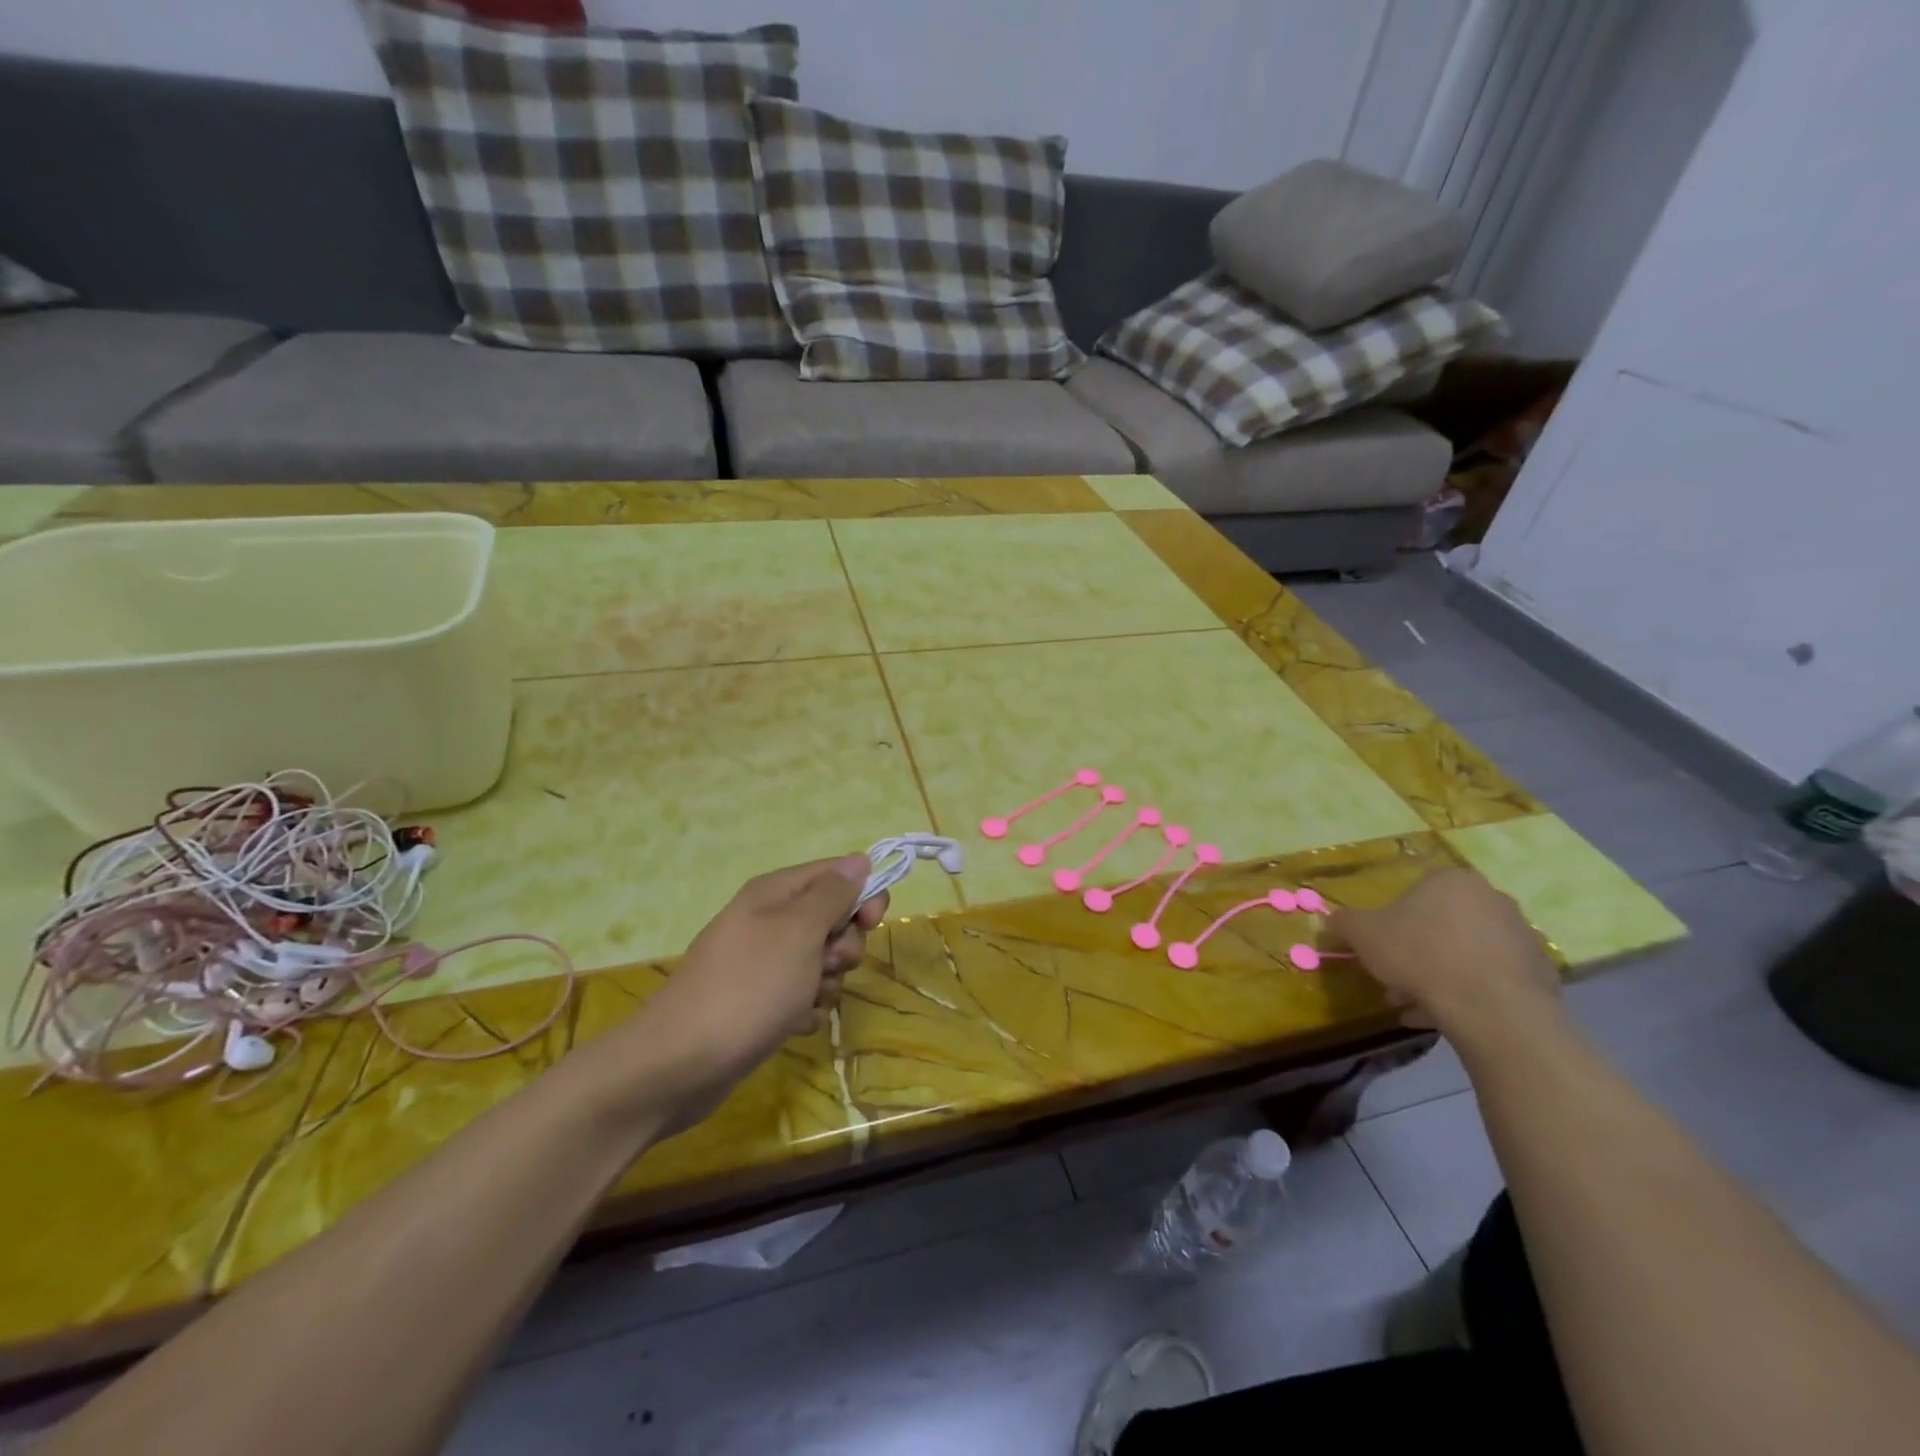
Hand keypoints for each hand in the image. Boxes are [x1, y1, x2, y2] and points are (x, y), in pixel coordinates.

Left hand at [610, 855, 885, 1128]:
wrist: (680, 1063)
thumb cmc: (749, 986)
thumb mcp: (799, 931)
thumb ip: (832, 894)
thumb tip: (859, 860)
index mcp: (775, 892)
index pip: (836, 874)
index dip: (862, 894)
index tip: (872, 922)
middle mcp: (768, 920)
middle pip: (832, 919)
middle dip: (843, 945)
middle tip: (828, 965)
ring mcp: (762, 963)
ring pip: (821, 961)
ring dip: (826, 983)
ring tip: (804, 1001)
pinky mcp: (758, 1001)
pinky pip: (802, 995)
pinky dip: (806, 1009)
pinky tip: (792, 1024)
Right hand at [1330, 868, 1561, 1043]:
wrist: (1493, 1009)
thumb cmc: (1421, 955)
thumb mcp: (1363, 934)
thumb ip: (1345, 922)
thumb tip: (1334, 919)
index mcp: (1451, 880)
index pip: (1413, 896)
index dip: (1391, 927)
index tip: (1381, 954)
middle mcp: (1492, 898)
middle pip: (1441, 926)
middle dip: (1416, 954)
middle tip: (1397, 981)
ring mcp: (1521, 935)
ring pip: (1466, 954)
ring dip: (1440, 976)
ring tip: (1419, 1007)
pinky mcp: (1541, 972)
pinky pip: (1492, 979)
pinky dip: (1470, 994)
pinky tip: (1449, 1016)